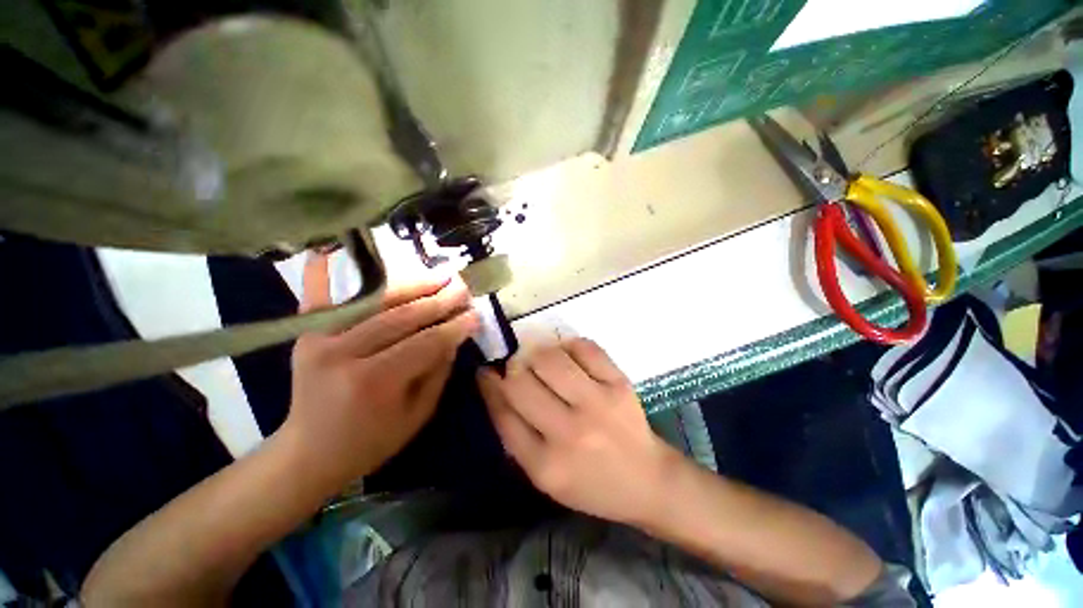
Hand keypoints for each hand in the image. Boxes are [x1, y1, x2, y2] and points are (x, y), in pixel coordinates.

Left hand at [281, 254, 478, 489]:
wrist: (309, 452)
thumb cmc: (370, 441)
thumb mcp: (417, 414)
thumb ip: (437, 371)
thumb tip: (454, 335)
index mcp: (373, 382)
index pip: (425, 343)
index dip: (453, 327)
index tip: (475, 314)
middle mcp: (343, 353)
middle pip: (402, 316)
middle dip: (439, 300)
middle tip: (463, 287)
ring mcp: (318, 339)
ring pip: (374, 301)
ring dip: (411, 284)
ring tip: (439, 274)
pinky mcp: (306, 333)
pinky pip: (319, 296)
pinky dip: (326, 271)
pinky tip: (333, 249)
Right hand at [477, 338, 676, 524]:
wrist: (647, 480)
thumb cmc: (591, 482)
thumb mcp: (544, 475)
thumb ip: (515, 435)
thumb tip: (496, 387)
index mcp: (546, 465)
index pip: (503, 414)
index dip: (489, 386)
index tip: (484, 371)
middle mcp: (570, 432)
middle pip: (521, 382)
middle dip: (512, 368)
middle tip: (517, 367)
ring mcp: (598, 403)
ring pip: (549, 358)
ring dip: (537, 354)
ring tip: (542, 361)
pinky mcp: (619, 383)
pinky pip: (584, 347)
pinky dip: (569, 346)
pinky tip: (569, 356)